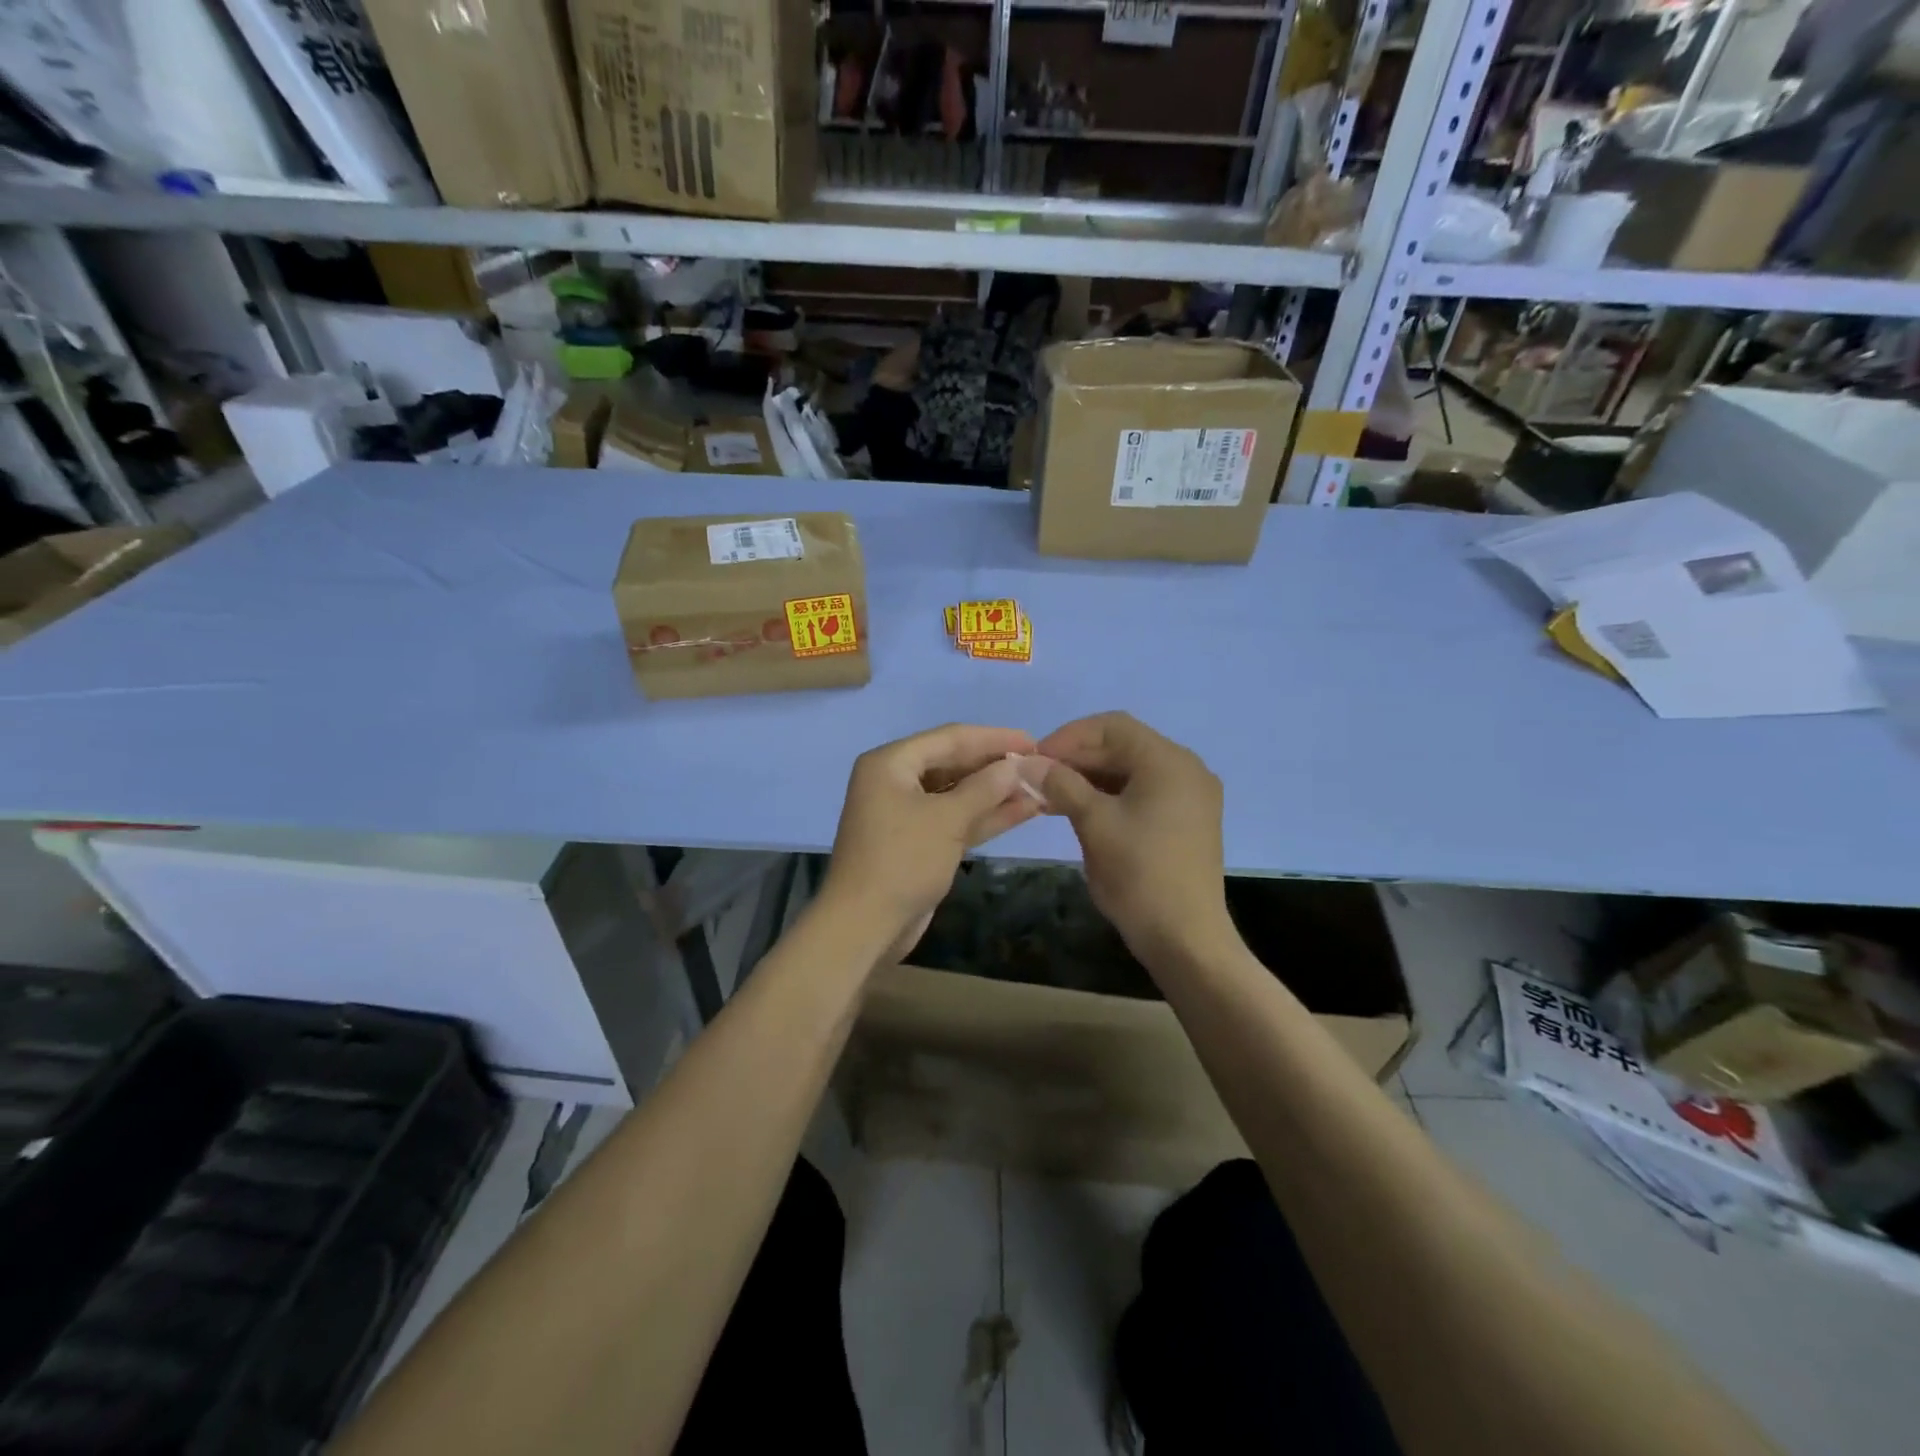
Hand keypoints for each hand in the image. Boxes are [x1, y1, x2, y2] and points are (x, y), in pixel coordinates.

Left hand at [822, 724, 1042, 958]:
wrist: (864, 925)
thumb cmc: (903, 860)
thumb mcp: (947, 819)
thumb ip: (985, 788)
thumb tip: (1017, 764)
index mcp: (891, 763)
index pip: (950, 738)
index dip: (994, 738)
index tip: (1033, 742)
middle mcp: (895, 780)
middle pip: (953, 763)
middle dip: (995, 766)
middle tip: (1039, 766)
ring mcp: (906, 813)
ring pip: (957, 794)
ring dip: (995, 793)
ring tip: (1039, 788)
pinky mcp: (918, 842)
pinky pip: (954, 819)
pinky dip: (984, 816)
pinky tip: (1022, 812)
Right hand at [1037, 712, 1235, 966]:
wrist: (1186, 939)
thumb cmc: (1139, 875)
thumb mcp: (1094, 824)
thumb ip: (1061, 784)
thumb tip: (1026, 761)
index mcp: (1168, 761)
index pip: (1111, 726)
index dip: (1068, 737)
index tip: (1034, 759)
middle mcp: (1186, 768)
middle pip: (1123, 746)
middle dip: (1077, 758)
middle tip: (1037, 779)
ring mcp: (1190, 796)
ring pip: (1131, 770)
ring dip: (1090, 778)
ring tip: (1050, 797)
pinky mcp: (1187, 820)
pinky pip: (1143, 792)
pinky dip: (1110, 796)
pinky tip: (1079, 811)